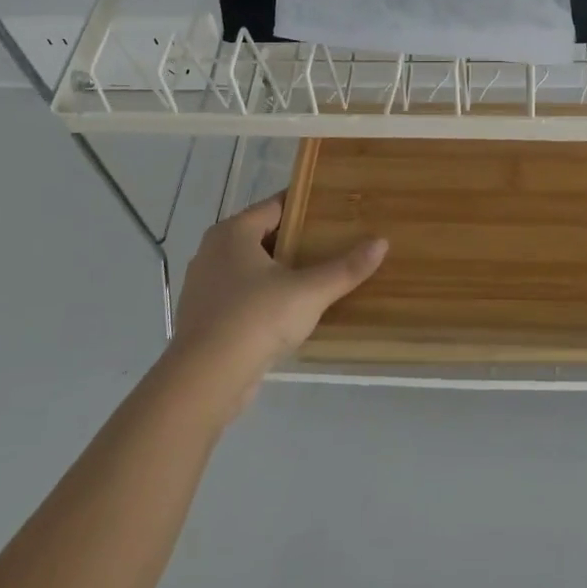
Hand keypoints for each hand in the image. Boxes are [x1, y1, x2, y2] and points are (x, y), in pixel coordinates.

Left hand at [162, 194, 386, 419]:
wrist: (205, 381)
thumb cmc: (255, 319)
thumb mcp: (309, 292)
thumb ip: (345, 268)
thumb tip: (382, 242)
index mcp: (233, 232)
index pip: (275, 206)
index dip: (306, 206)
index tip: (335, 210)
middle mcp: (213, 251)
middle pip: (263, 236)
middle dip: (296, 240)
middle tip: (334, 243)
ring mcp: (204, 286)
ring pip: (250, 268)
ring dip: (279, 271)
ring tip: (316, 276)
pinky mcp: (204, 318)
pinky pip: (240, 295)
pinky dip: (263, 297)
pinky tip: (289, 311)